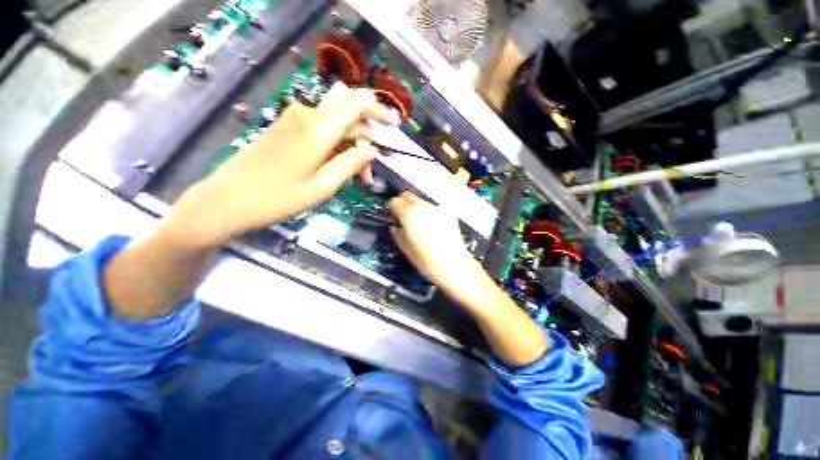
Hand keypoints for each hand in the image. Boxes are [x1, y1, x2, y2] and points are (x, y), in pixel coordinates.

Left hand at [169, 83, 394, 246]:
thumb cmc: (279, 197)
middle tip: (377, 164)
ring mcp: (294, 119)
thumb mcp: (323, 186)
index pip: (357, 103)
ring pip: (336, 123)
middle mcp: (308, 115)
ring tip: (361, 173)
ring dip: (353, 143)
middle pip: (349, 112)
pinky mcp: (286, 127)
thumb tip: (372, 149)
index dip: (379, 109)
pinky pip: (321, 128)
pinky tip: (340, 165)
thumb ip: (351, 163)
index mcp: (319, 128)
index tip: (395, 124)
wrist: (228, 199)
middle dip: (368, 135)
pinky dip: (337, 144)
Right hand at [387, 192, 481, 296]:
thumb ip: (396, 233)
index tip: (390, 214)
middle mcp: (423, 206)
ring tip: (418, 222)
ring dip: (416, 207)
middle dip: (402, 203)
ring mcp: (437, 208)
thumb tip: (395, 226)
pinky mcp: (449, 213)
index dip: (390, 207)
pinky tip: (431, 226)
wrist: (453, 265)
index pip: (394, 201)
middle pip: (408, 196)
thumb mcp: (405, 248)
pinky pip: (433, 208)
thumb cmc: (425, 260)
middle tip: (402, 216)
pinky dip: (428, 213)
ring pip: (421, 201)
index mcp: (409, 214)